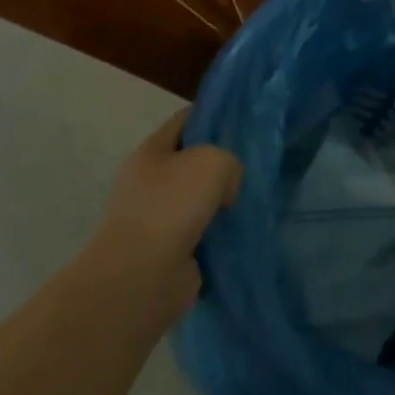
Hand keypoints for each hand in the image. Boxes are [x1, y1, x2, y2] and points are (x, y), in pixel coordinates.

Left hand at [87, 109, 241, 314]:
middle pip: (193, 162)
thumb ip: (229, 161)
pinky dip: (219, 234)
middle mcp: (149, 183)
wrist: (141, 279)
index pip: (185, 121)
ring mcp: (155, 220)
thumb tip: (225, 189)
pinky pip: (202, 233)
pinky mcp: (167, 253)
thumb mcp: (213, 161)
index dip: (213, 116)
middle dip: (222, 164)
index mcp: (150, 152)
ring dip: (222, 202)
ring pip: (199, 199)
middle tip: (253, 164)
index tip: (244, 121)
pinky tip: (242, 230)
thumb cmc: (171, 206)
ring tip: (253, 199)